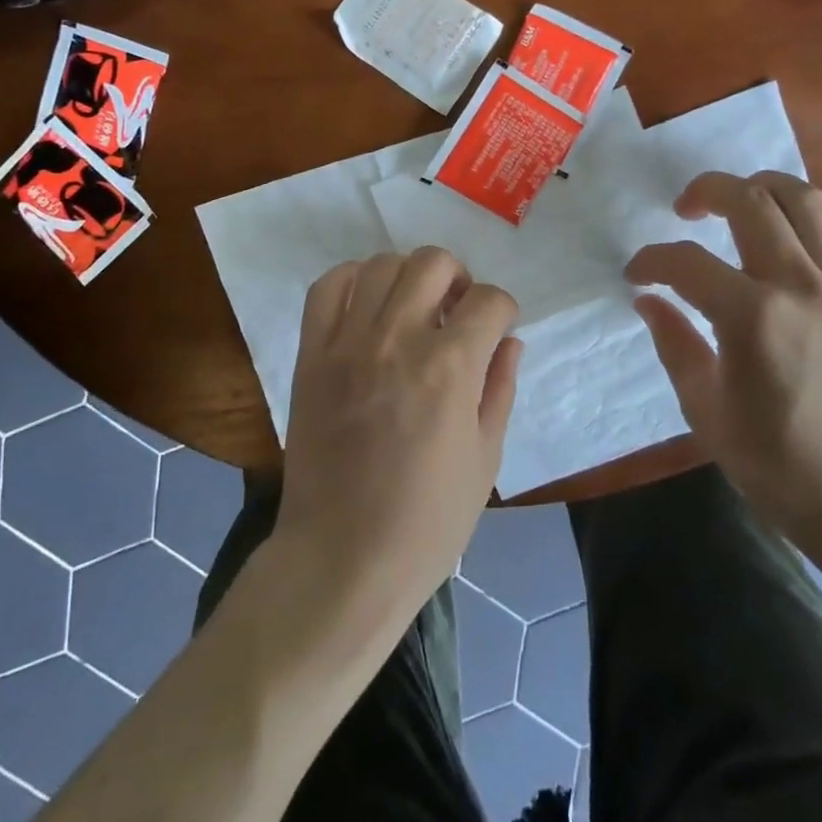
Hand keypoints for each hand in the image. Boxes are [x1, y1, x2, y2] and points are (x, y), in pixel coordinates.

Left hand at [276, 249, 521, 619]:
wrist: (342, 560)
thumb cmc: (427, 522)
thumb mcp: (485, 459)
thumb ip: (500, 388)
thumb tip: (509, 341)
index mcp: (450, 367)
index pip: (490, 300)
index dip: (503, 310)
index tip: (498, 328)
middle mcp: (399, 339)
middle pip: (433, 262)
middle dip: (458, 278)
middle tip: (457, 312)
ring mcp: (349, 343)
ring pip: (382, 264)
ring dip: (408, 277)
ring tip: (412, 309)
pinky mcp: (312, 355)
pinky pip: (327, 288)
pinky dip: (351, 280)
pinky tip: (367, 304)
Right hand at [624, 172, 821, 553]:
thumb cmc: (777, 463)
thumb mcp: (705, 410)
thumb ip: (674, 343)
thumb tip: (649, 299)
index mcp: (752, 318)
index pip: (686, 263)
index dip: (651, 260)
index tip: (637, 274)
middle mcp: (800, 287)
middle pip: (751, 203)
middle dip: (706, 191)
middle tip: (684, 209)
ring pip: (807, 201)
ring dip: (764, 187)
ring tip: (739, 201)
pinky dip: (816, 216)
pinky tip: (793, 229)